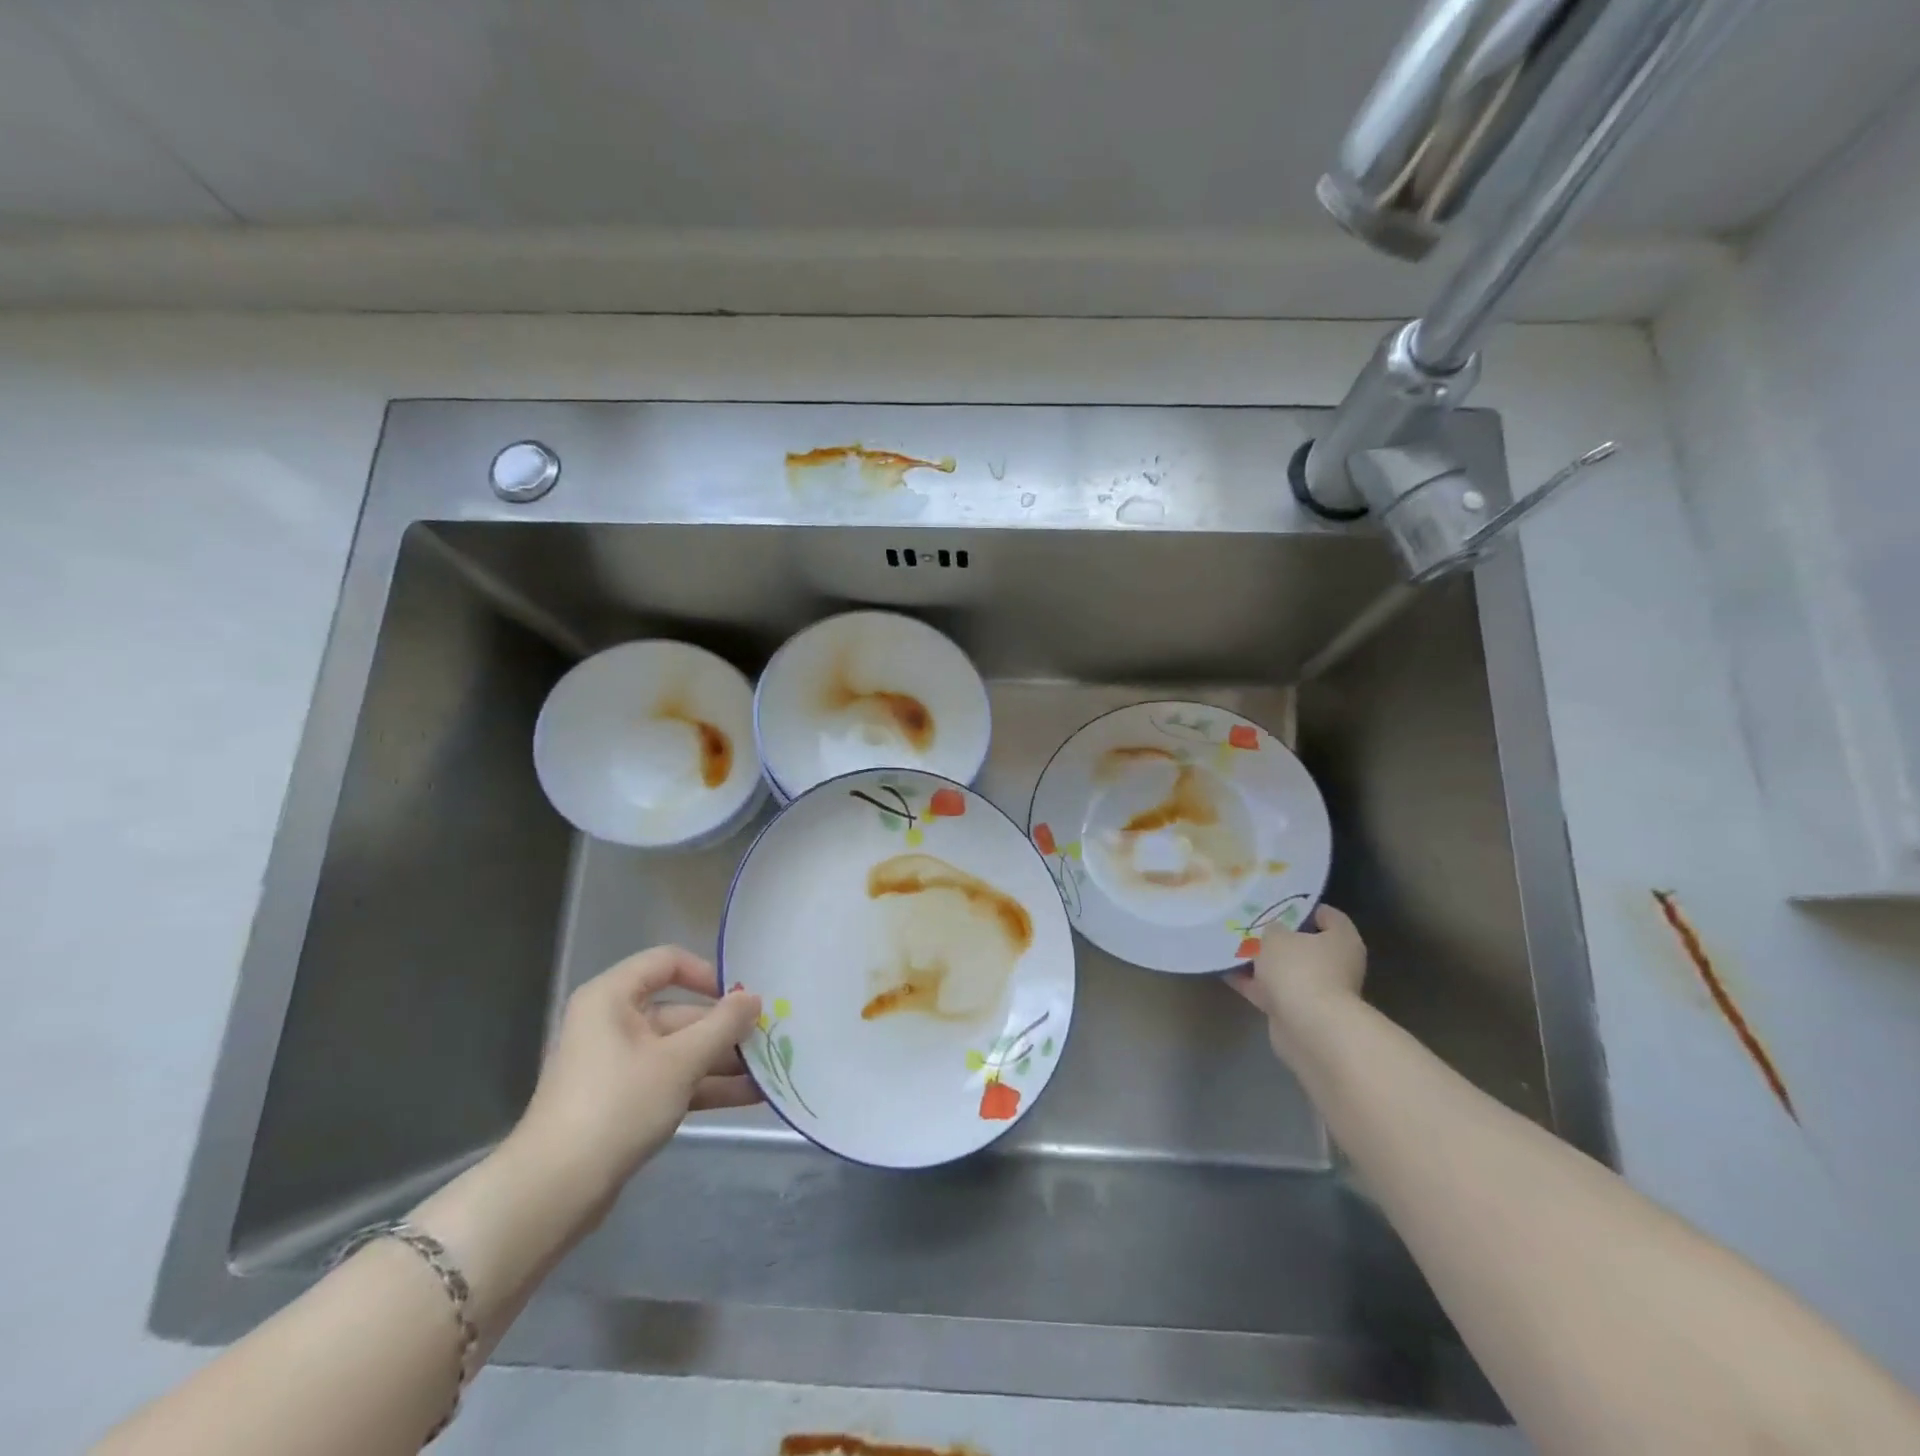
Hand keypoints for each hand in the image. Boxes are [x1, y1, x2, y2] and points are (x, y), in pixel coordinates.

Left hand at [511, 947, 761, 1207]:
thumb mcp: (680, 1061)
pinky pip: (673, 1080)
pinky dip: (707, 1086)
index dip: (708, 974)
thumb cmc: (617, 1105)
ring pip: (681, 1050)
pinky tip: (751, 1097)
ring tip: (771, 1070)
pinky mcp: (624, 1102)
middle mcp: (613, 1023)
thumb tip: (754, 998)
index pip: (667, 962)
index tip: (742, 997)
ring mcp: (618, 1065)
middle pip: (680, 1011)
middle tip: (771, 1038)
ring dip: (723, 1061)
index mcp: (613, 998)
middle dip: (726, 1028)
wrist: (555, 1192)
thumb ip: (723, 1025)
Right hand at [1229, 904, 1366, 1067]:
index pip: (1327, 915)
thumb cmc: (1299, 970)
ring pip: (1286, 969)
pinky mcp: (1300, 1012)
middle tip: (1248, 924)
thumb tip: (1273, 931)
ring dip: (1262, 962)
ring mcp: (1319, 991)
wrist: (1308, 1028)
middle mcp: (1337, 965)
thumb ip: (1272, 928)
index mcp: (1342, 940)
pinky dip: (1253, 983)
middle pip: (1305, 944)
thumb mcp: (1276, 936)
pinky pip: (1273, 991)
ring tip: (1230, 946)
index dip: (1302, 907)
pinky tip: (1226, 971)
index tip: (1275, 903)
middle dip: (1277, 937)